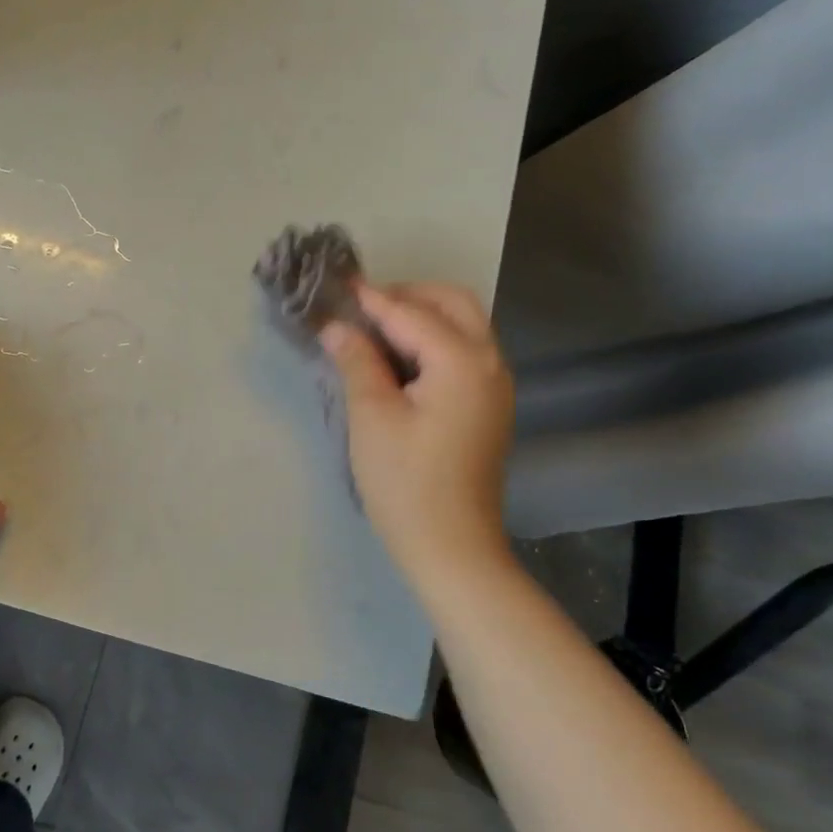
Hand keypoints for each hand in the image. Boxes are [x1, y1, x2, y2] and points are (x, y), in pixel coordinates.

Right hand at [320, 283, 514, 584]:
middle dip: (407, 295)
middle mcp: (490, 363)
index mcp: (462, 361)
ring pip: (463, 325)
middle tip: (360, 307)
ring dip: (422, 315)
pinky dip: (434, 340)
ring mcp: (495, 385)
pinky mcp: (489, 406)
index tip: (336, 284)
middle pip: (452, 304)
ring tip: (374, 328)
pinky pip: (465, 351)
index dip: (370, 299)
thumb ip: (357, 362)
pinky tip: (400, 357)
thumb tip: (337, 327)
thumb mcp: (372, 417)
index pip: (410, 313)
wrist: (452, 547)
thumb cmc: (405, 483)